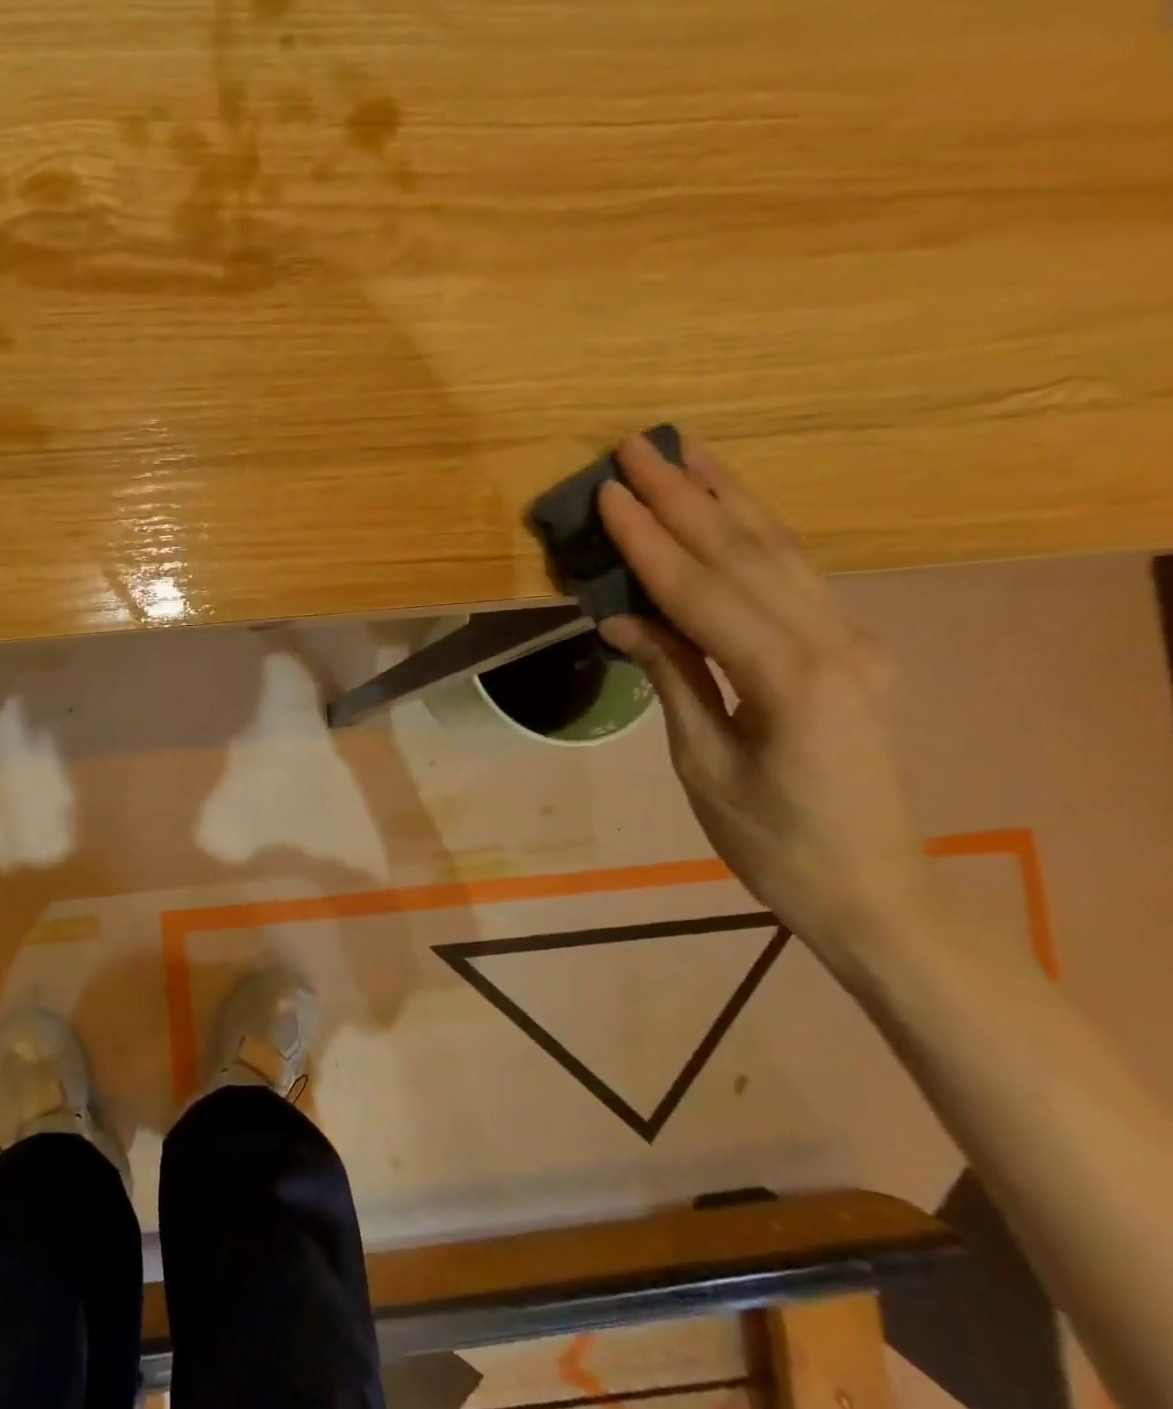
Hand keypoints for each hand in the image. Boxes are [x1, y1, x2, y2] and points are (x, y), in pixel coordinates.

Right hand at [595, 434, 931, 964]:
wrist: (872, 889)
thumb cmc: (772, 843)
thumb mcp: (704, 765)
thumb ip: (674, 678)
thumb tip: (624, 619)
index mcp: (791, 678)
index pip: (703, 592)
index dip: (650, 541)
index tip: (609, 493)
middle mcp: (833, 642)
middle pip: (747, 554)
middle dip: (687, 497)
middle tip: (640, 447)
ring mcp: (852, 641)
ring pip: (782, 554)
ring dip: (728, 500)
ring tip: (685, 455)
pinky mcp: (850, 650)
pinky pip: (796, 581)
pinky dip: (757, 539)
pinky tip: (731, 511)